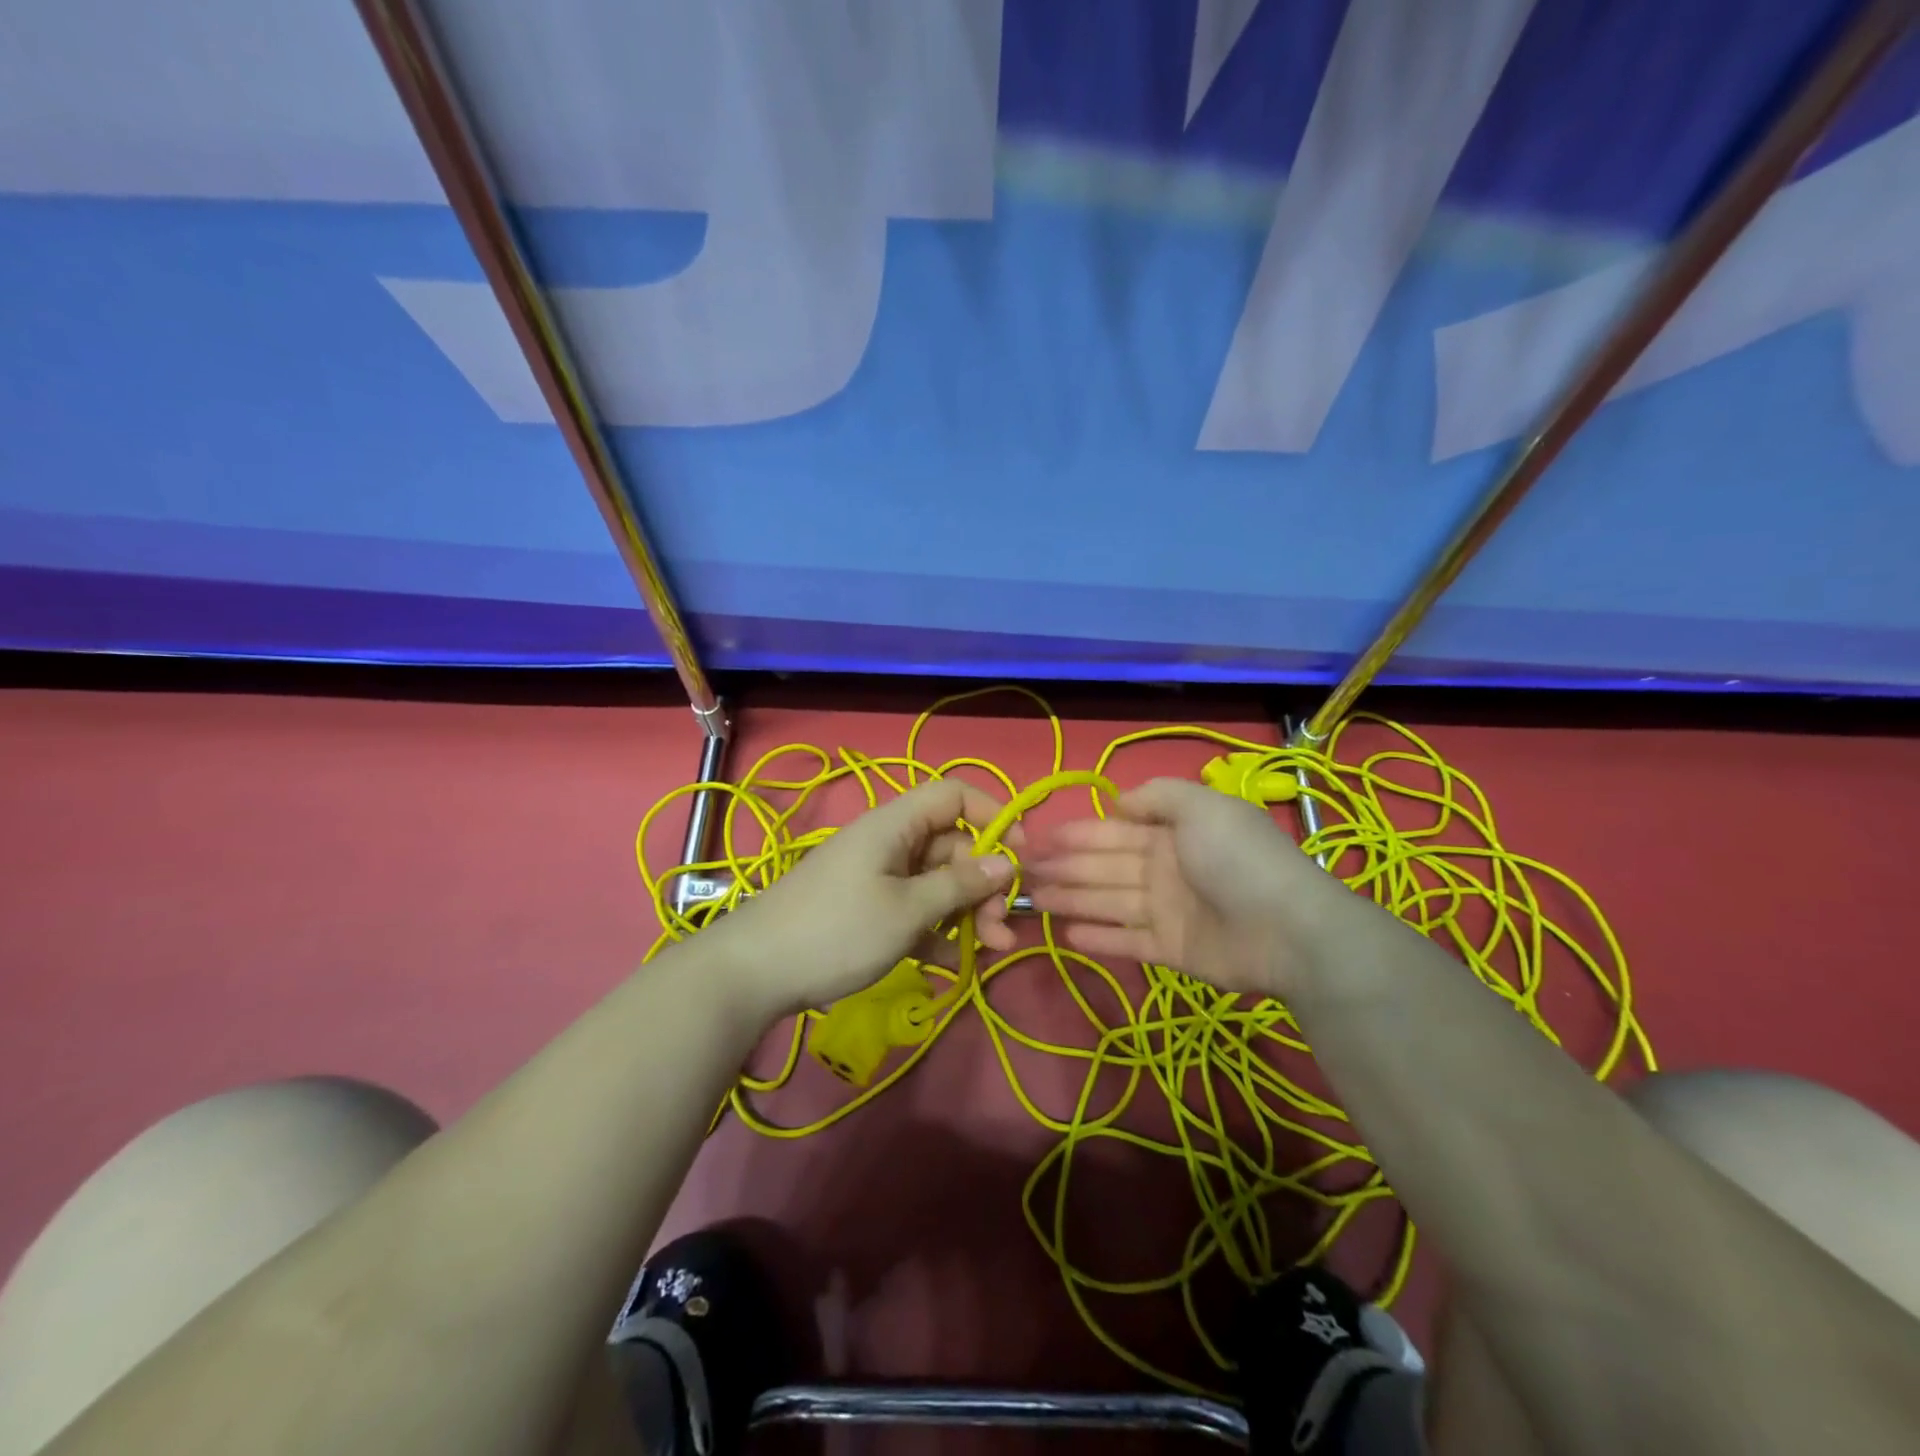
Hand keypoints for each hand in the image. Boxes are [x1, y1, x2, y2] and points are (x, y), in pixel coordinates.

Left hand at [716, 778, 1017, 1019]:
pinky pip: (915, 908)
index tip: (1019, 856)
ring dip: (967, 912)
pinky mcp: (868, 909)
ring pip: (937, 882)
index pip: (954, 795)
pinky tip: (951, 963)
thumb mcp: (907, 910)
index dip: (993, 816)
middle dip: (984, 883)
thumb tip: (1007, 863)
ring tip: (990, 950)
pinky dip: (936, 930)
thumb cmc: (837, 931)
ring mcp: (878, 877)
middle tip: (1004, 927)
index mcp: (896, 824)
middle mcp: (890, 842)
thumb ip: (960, 885)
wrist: (754, 973)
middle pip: (952, 846)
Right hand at [1026, 777, 1338, 998]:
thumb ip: (1157, 796)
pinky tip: (1067, 934)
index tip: (1040, 838)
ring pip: (1108, 902)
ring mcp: (1168, 911)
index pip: (1114, 831)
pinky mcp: (1171, 950)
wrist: (1288, 929)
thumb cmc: (1237, 859)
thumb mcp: (1200, 806)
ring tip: (1034, 901)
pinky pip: (1127, 941)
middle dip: (1065, 867)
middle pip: (1105, 866)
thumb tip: (1117, 802)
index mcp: (1172, 834)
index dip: (1077, 833)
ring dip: (1072, 900)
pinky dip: (1099, 938)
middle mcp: (1165, 869)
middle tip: (1023, 872)